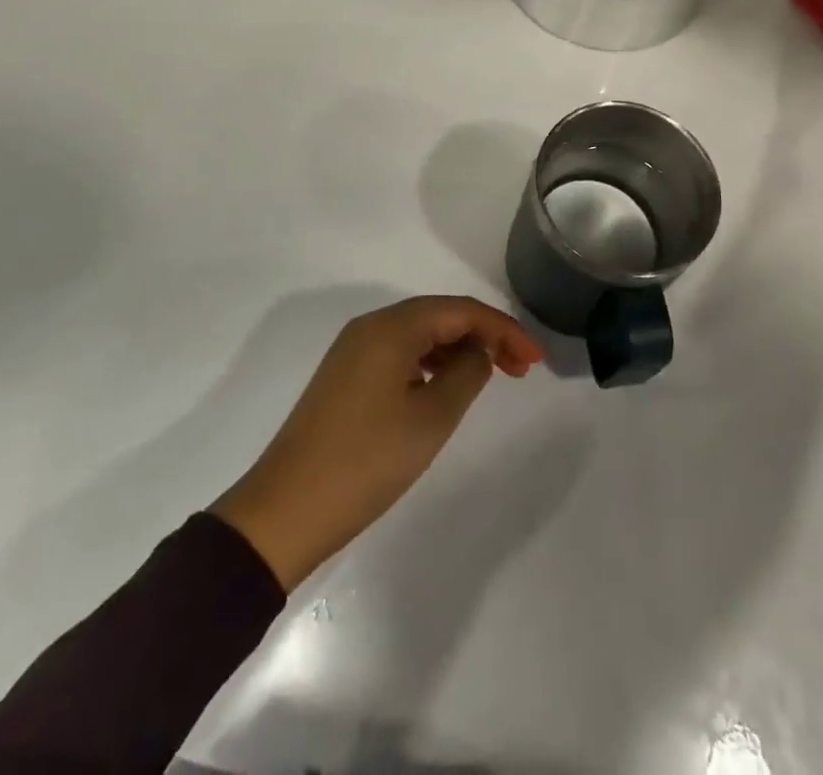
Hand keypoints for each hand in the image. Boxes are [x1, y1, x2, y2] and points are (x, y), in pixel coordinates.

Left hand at [211, 296, 544, 589]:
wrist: (285, 511)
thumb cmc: (367, 461)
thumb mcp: (431, 418)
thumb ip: (467, 373)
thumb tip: (479, 350)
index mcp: (391, 326)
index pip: (461, 310)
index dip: (504, 328)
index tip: (537, 359)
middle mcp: (371, 327)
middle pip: (440, 316)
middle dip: (485, 336)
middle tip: (521, 369)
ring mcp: (354, 351)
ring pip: (420, 335)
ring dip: (459, 350)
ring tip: (491, 378)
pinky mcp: (345, 378)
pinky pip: (400, 354)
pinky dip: (431, 364)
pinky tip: (445, 388)